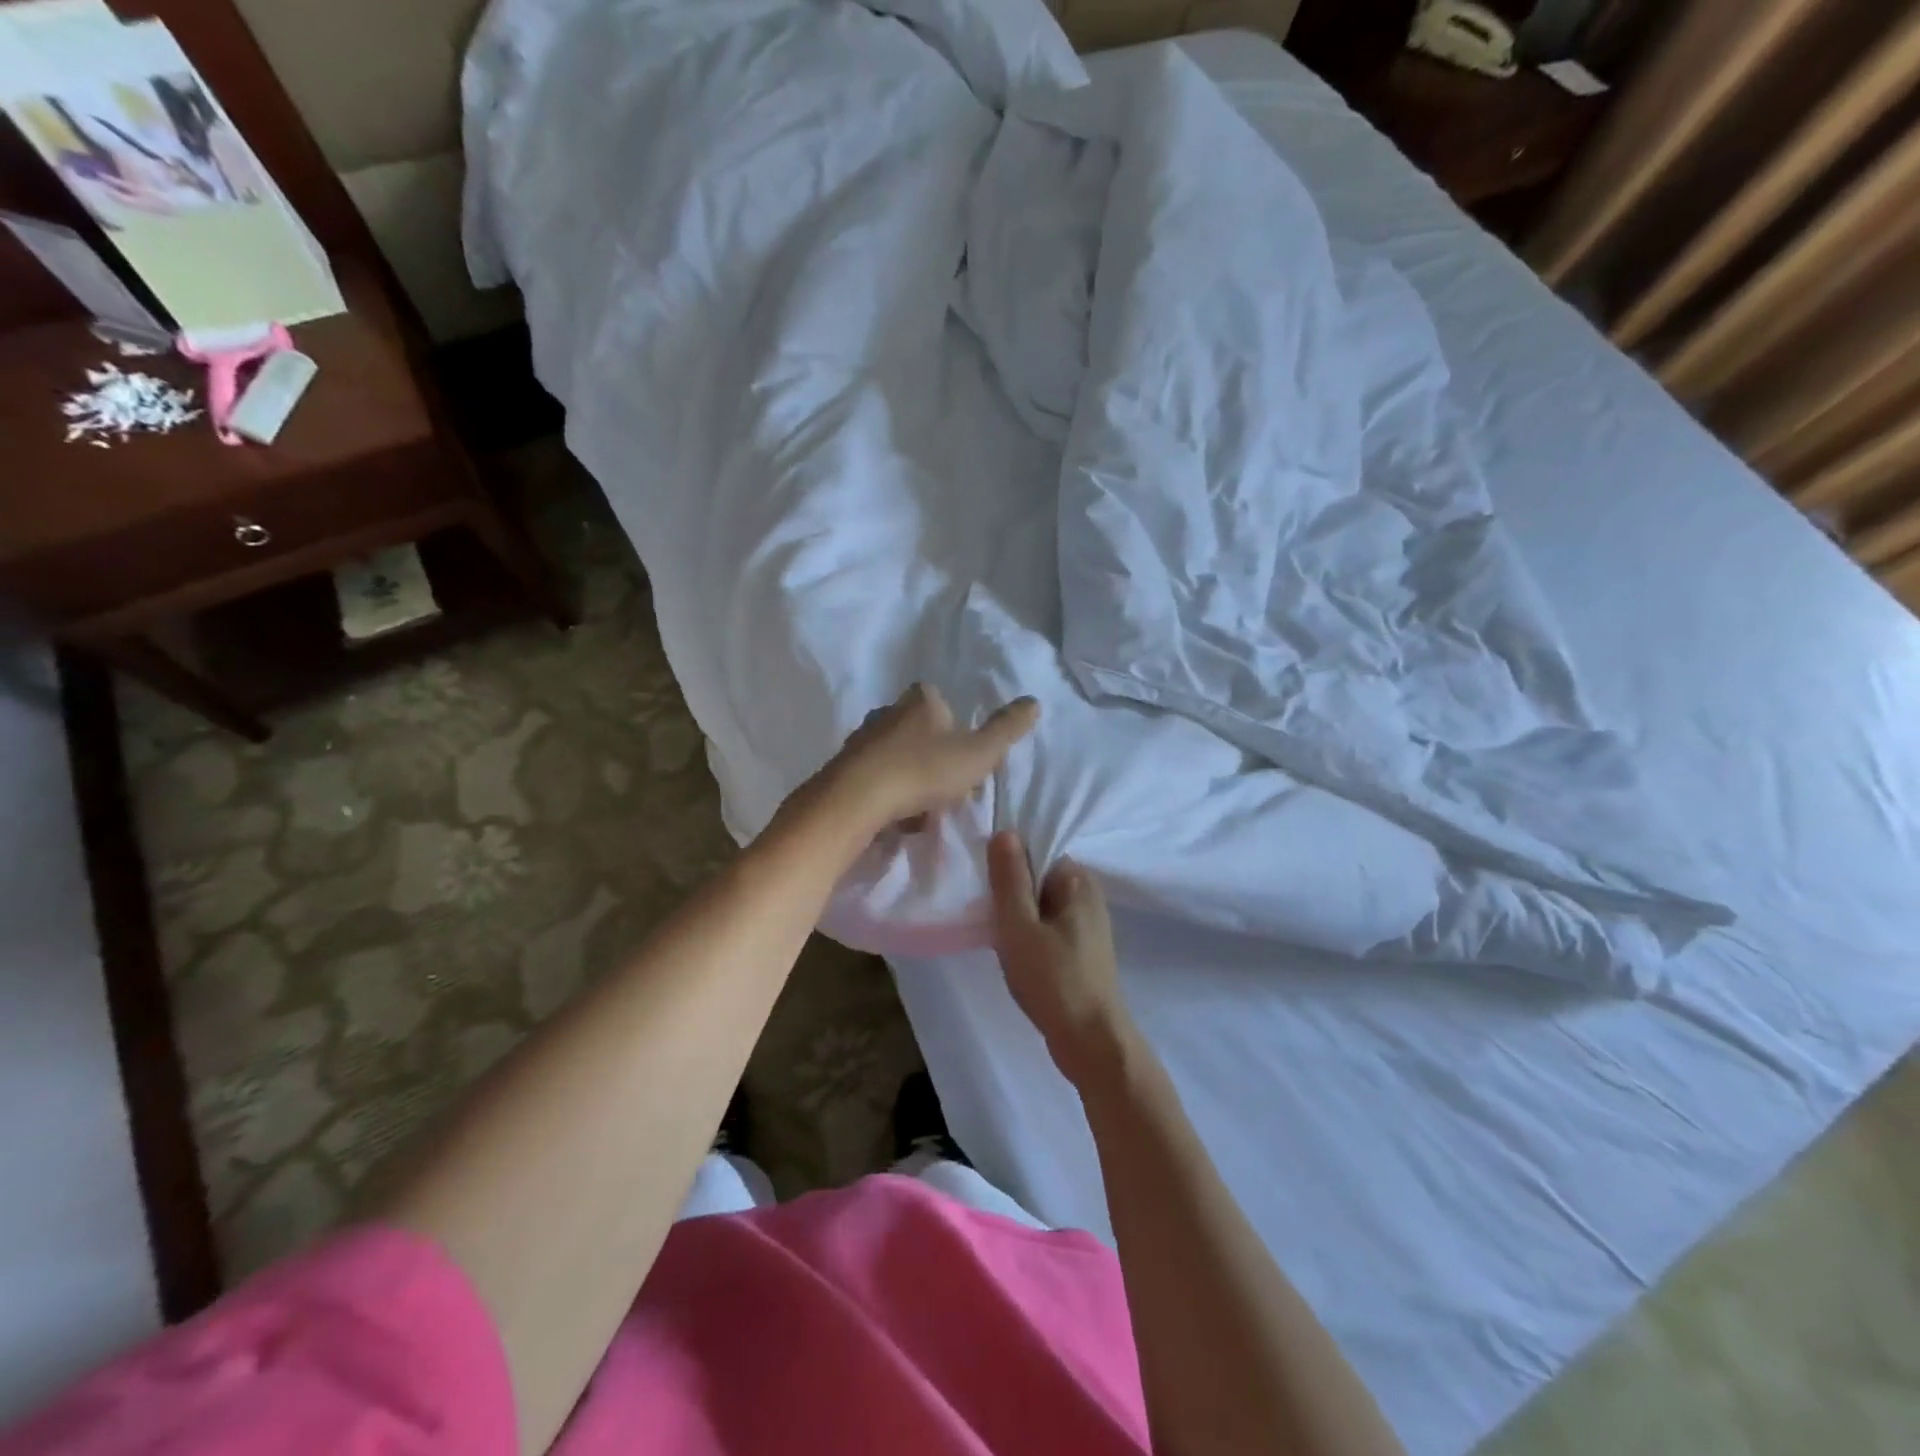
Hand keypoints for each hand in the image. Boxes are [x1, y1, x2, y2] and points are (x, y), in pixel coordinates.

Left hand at [819, 684, 1038, 835]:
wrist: (857, 800)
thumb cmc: (924, 770)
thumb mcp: (978, 753)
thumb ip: (1006, 729)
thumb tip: (1034, 702)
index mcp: (920, 699)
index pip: (944, 705)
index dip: (957, 732)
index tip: (964, 761)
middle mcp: (887, 711)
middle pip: (918, 731)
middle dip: (932, 757)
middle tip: (945, 788)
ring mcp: (862, 738)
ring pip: (896, 756)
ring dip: (910, 778)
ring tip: (921, 809)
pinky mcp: (843, 766)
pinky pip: (875, 778)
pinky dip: (888, 793)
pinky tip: (896, 817)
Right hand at [987, 830, 1134, 1085]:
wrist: (1091, 1041)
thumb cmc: (1053, 979)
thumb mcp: (1019, 925)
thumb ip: (1010, 878)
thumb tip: (1005, 832)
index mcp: (1078, 880)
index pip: (1038, 850)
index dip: (1008, 861)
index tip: (983, 881)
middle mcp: (1087, 894)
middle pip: (1039, 875)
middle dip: (1011, 888)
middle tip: (984, 908)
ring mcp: (1087, 923)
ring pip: (1042, 903)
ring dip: (1018, 913)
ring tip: (994, 930)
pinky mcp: (1082, 948)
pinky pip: (1048, 925)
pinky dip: (1029, 931)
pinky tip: (1012, 950)